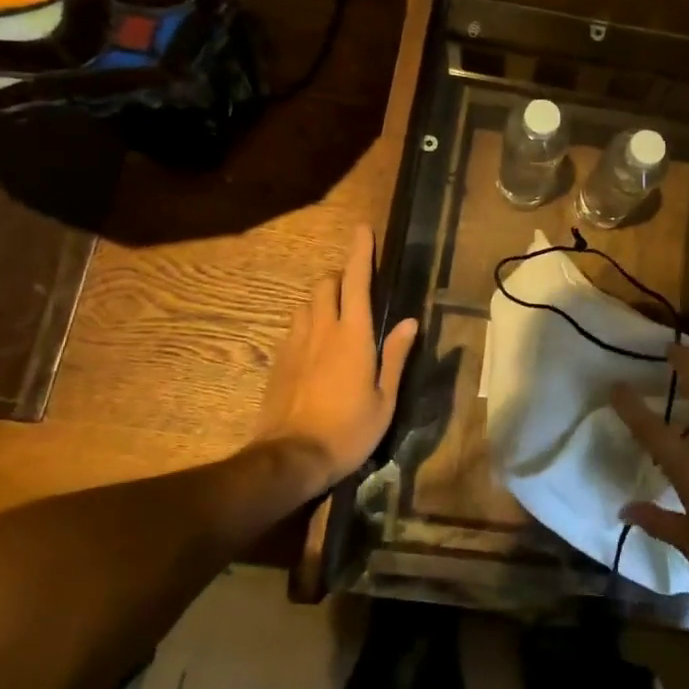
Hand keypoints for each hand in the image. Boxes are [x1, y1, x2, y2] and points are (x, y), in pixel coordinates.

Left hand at [251, 224, 417, 496]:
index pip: (357, 281)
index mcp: (353, 335)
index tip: (363, 229)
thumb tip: (409, 321)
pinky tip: (317, 346)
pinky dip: (308, 323)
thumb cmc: (349, 431)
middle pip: (325, 283)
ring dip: (322, 299)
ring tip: (337, 317)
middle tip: (357, 289)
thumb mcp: (385, 398)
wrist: (290, 459)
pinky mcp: (279, 361)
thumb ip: (395, 355)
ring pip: (306, 303)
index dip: (361, 252)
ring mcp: (296, 344)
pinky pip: (294, 327)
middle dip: (340, 276)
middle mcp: (322, 329)